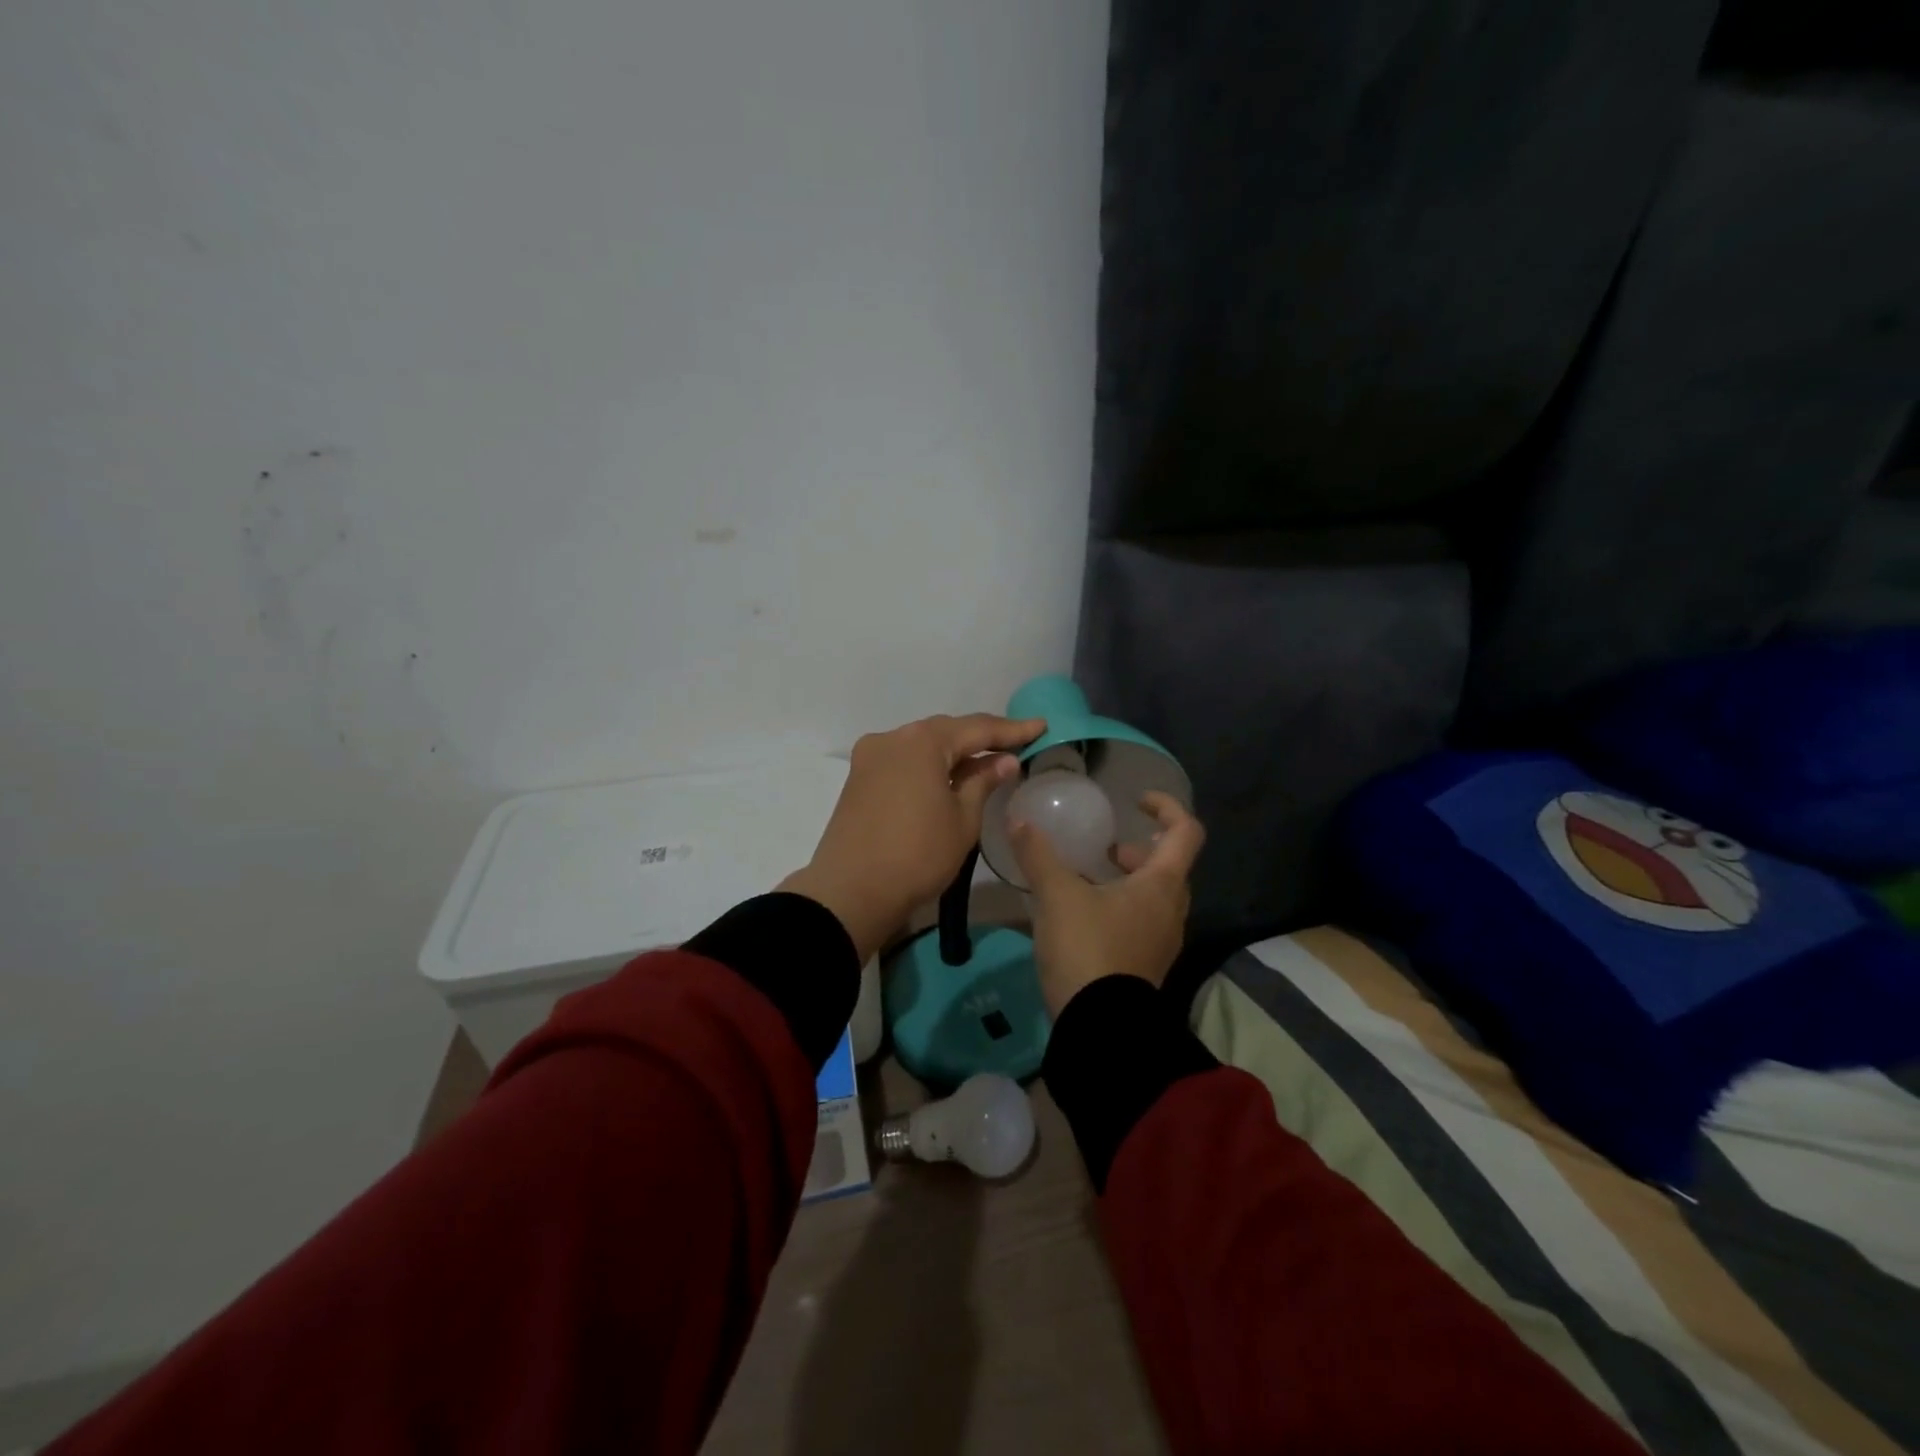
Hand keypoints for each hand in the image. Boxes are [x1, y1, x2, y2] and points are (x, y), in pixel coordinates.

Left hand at [780, 713, 1045, 961]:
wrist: (851, 892)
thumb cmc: (917, 855)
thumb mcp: (962, 820)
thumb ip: (983, 782)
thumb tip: (1003, 760)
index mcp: (922, 741)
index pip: (977, 728)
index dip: (1012, 730)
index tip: (1041, 726)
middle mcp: (892, 738)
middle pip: (946, 731)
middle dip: (981, 737)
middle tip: (1016, 743)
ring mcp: (870, 757)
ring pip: (922, 745)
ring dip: (953, 752)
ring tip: (986, 760)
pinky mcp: (858, 778)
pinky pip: (903, 760)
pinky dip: (929, 765)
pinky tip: (948, 776)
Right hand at [1010, 791, 1205, 1015]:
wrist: (1100, 1027)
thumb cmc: (1088, 947)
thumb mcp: (1057, 895)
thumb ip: (1038, 854)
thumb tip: (1018, 819)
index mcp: (1162, 884)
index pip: (1186, 832)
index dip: (1167, 807)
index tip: (1136, 801)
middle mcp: (1171, 910)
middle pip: (1170, 866)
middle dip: (1141, 850)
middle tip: (1108, 848)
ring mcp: (1162, 941)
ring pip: (1155, 897)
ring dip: (1130, 880)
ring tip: (1090, 879)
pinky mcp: (1146, 965)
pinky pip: (1142, 922)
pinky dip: (1122, 907)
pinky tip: (1084, 915)